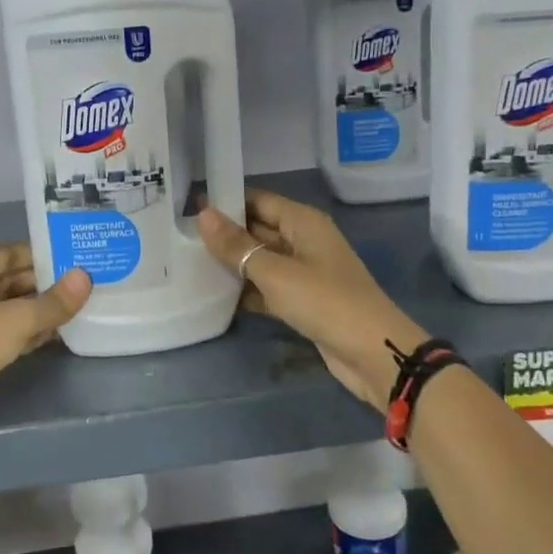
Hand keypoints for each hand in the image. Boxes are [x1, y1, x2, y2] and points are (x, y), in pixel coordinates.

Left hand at [0, 244, 91, 450]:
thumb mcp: (17, 320)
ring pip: (7, 308)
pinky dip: (24, 332)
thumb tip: (86, 277)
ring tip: (77, 309)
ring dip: (37, 311)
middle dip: (45, 285)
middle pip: (10, 280)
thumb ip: (54, 302)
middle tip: (84, 286)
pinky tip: (53, 336)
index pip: (12, 252)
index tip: (77, 259)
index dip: (44, 255)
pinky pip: (1, 332)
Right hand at [197, 190, 426, 412]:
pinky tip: (215, 296)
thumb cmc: (324, 301)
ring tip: (189, 264)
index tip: (187, 208)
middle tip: (180, 238)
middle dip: (225, 234)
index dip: (226, 202)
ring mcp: (304, 272)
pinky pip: (268, 287)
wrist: (372, 353)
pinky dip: (247, 290)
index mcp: (303, 222)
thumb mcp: (275, 272)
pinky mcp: (303, 301)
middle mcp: (304, 241)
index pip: (257, 200)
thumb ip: (237, 246)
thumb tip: (203, 214)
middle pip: (258, 229)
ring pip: (261, 260)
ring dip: (233, 264)